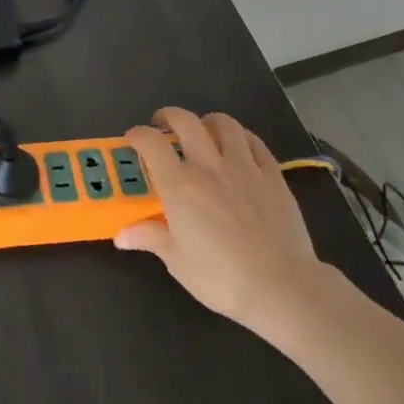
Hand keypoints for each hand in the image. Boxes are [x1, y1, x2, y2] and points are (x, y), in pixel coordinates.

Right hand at [114, 107, 331, 328]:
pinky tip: (238, 147)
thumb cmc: (221, 277)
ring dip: (207, 122)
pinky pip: (255, 142)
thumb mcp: (177, 261)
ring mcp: (244, 167)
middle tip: (164, 126)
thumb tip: (121, 234)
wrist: (281, 286)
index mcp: (179, 185)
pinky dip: (241, 137)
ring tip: (203, 132)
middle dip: (170, 116)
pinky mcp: (273, 175)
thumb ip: (150, 237)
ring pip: (224, 124)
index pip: (151, 143)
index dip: (138, 134)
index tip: (133, 140)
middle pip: (186, 122)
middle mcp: (208, 166)